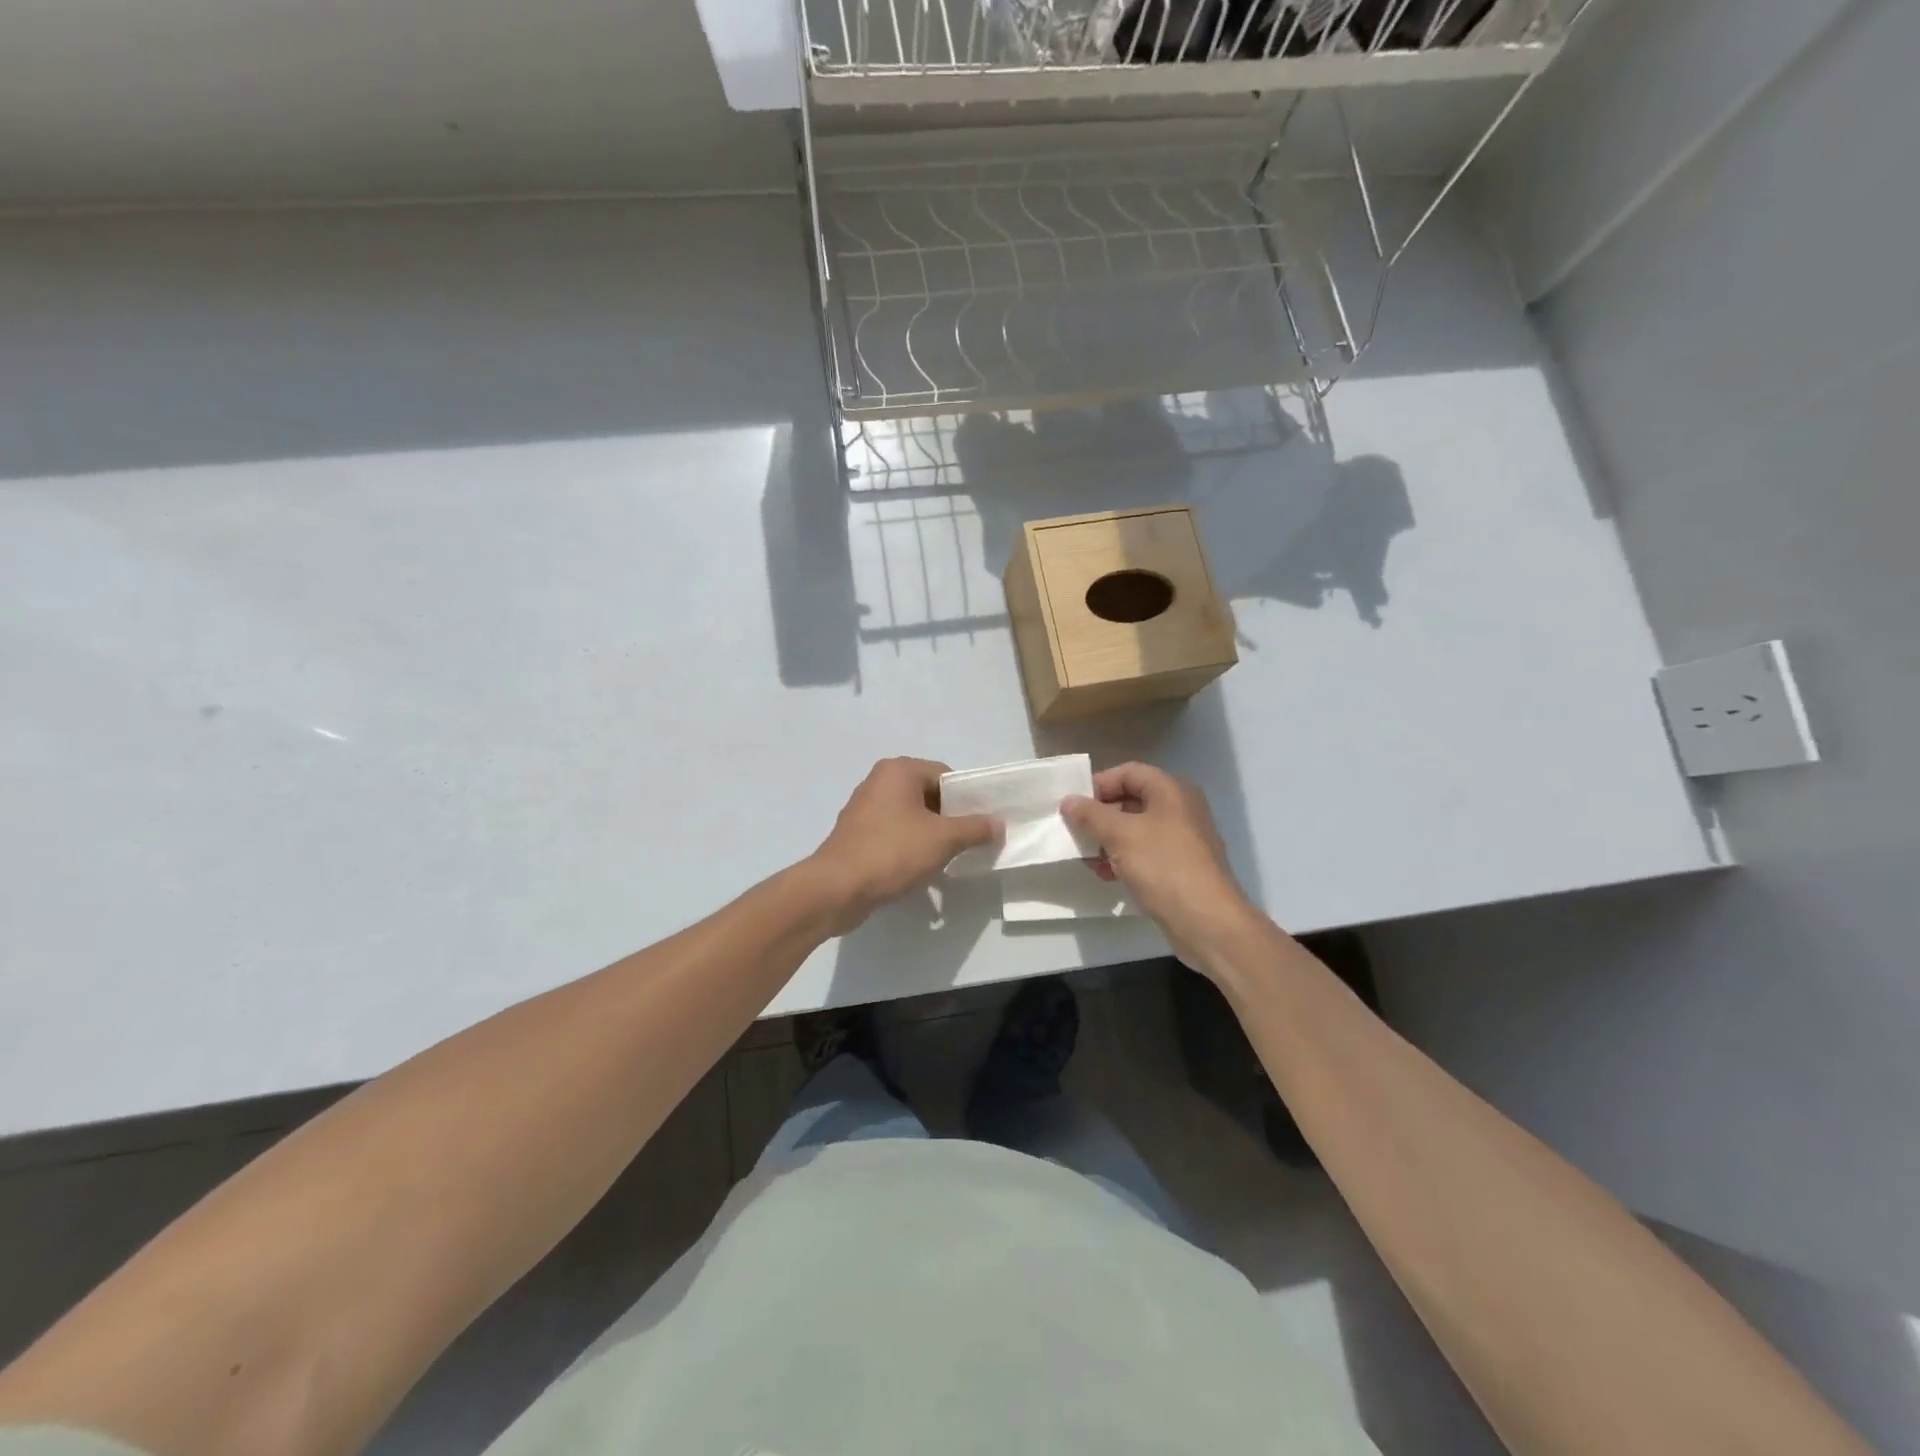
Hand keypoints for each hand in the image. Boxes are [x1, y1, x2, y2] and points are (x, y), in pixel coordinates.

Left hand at [809, 758, 998, 931]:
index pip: (946, 775)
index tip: (981, 825)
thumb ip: (975, 829)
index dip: (967, 799)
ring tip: (947, 859)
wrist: (836, 888)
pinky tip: (920, 870)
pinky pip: (893, 833)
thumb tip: (999, 824)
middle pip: (928, 795)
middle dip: (950, 819)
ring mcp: (864, 808)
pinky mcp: (856, 834)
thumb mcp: (943, 839)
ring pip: (911, 816)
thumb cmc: (892, 852)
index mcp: (899, 770)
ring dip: (930, 835)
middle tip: (968, 843)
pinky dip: (909, 846)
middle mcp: (879, 781)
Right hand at [1062, 762, 1257, 964]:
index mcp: (1171, 790)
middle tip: (1077, 833)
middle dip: (1101, 816)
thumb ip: (1091, 815)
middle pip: (1132, 800)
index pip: (1128, 772)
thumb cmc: (1163, 867)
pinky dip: (1125, 859)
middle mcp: (1181, 808)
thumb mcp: (1120, 835)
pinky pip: (1146, 853)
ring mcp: (1184, 839)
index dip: (1099, 785)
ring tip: (1088, 860)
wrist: (1207, 921)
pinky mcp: (1182, 867)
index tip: (1075, 807)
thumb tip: (1069, 801)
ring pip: (1137, 829)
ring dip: (1108, 841)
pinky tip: (1108, 876)